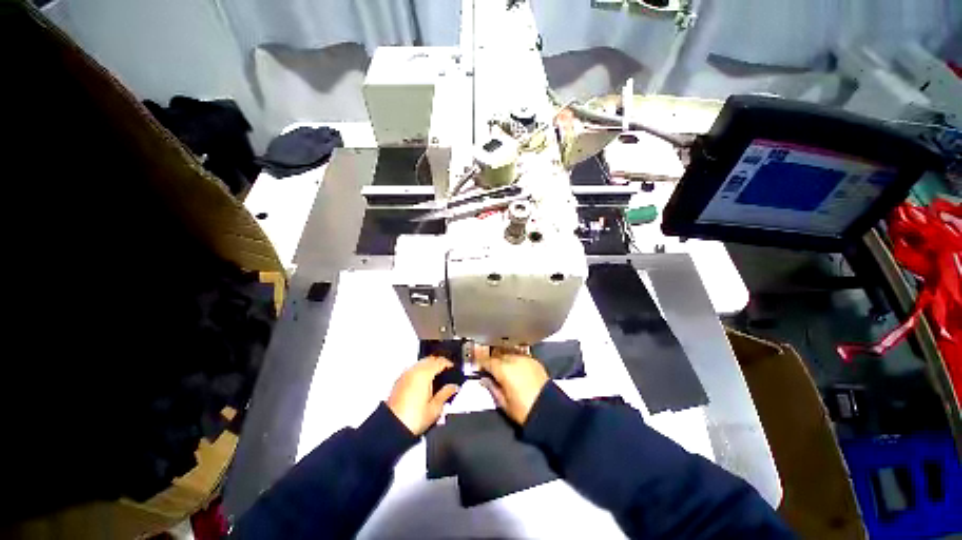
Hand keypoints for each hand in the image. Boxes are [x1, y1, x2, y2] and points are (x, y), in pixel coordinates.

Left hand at [386, 357, 459, 435]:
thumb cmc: (412, 419)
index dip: (449, 364)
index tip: (454, 369)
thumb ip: (446, 394)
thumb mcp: (435, 408)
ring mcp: (405, 375)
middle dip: (439, 363)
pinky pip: (413, 370)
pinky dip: (421, 371)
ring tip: (437, 377)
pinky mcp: (399, 381)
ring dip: (430, 366)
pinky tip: (425, 382)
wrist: (392, 428)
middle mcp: (414, 371)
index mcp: (424, 374)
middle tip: (447, 371)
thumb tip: (453, 387)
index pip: (440, 361)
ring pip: (421, 363)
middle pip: (430, 359)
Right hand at [475, 347, 548, 424]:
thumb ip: (492, 387)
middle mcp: (514, 360)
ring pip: (510, 354)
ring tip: (504, 368)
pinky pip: (521, 357)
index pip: (488, 361)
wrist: (549, 411)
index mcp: (503, 369)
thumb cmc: (523, 410)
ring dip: (505, 359)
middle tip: (491, 369)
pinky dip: (516, 360)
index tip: (479, 367)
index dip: (482, 363)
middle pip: (499, 355)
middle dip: (494, 361)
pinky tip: (516, 369)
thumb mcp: (503, 403)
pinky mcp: (535, 361)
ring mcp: (525, 359)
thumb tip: (485, 379)